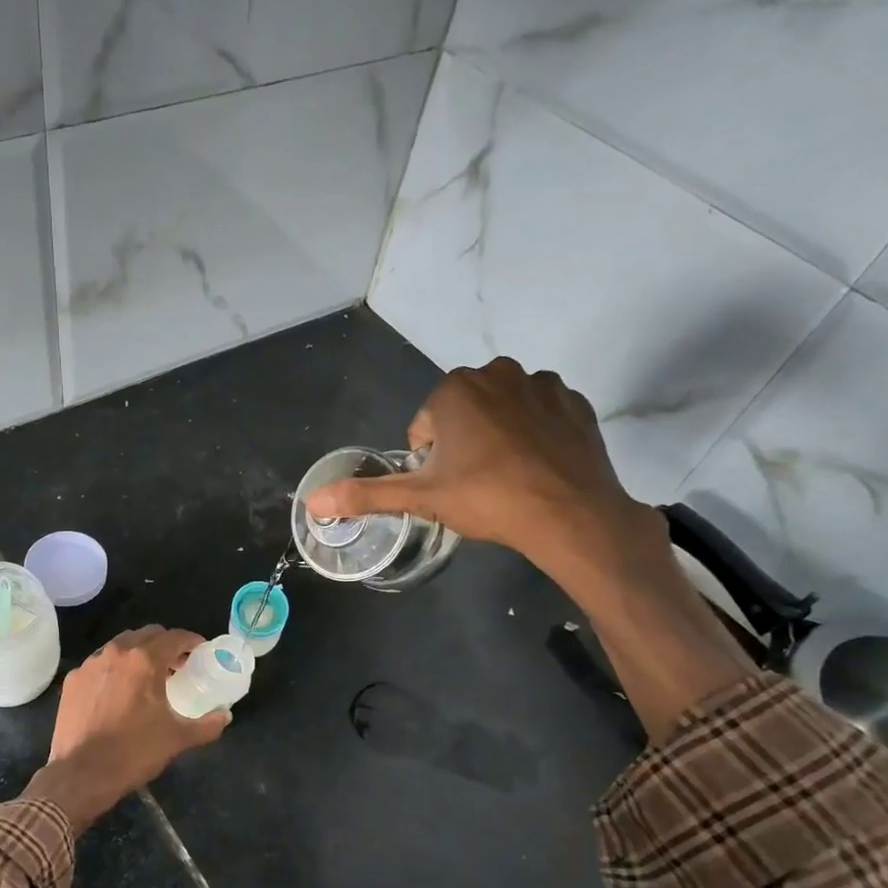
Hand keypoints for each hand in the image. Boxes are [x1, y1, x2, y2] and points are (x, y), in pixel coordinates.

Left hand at [23, 626, 229, 829]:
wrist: (80, 774)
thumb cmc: (133, 752)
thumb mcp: (177, 739)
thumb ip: (206, 725)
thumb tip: (225, 716)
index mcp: (144, 660)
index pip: (175, 637)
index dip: (192, 641)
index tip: (201, 652)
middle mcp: (116, 653)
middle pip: (147, 635)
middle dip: (165, 644)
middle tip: (177, 665)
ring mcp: (90, 665)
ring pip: (120, 646)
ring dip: (138, 653)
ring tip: (147, 676)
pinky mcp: (73, 680)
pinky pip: (100, 664)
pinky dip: (114, 669)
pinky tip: (118, 691)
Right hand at [305, 357, 661, 581]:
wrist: (569, 514)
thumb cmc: (487, 498)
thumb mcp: (421, 498)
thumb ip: (366, 494)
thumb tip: (312, 501)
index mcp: (455, 389)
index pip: (425, 424)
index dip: (429, 459)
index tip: (446, 484)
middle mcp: (497, 373)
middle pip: (464, 411)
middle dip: (462, 441)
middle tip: (473, 482)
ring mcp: (542, 384)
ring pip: (503, 409)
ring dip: (498, 434)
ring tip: (506, 476)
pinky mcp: (575, 403)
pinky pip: (542, 414)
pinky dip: (535, 434)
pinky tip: (537, 467)